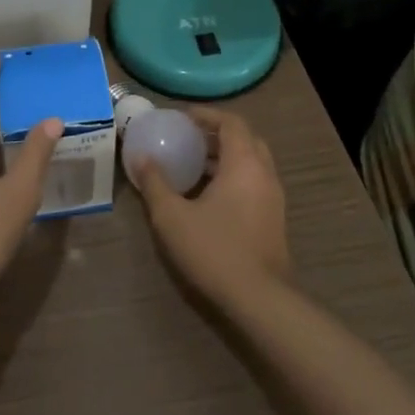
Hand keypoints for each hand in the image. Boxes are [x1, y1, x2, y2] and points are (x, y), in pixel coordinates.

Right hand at [129, 106, 289, 307]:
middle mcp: (264, 173)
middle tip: (188, 139)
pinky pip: (254, 183)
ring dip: (225, 157)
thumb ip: (154, 183)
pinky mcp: (274, 219)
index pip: (231, 121)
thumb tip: (139, 157)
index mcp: (244, 163)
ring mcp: (274, 197)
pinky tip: (209, 196)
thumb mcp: (172, 216)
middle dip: (216, 134)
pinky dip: (234, 177)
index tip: (182, 118)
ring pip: (251, 162)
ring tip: (194, 166)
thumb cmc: (214, 249)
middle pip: (244, 138)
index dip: (206, 114)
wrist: (260, 300)